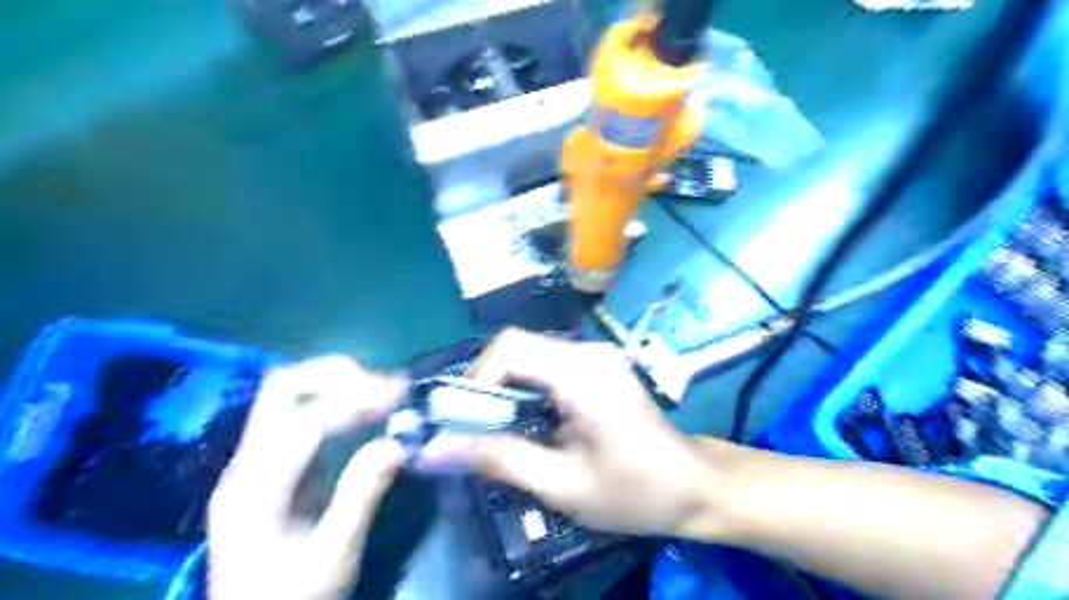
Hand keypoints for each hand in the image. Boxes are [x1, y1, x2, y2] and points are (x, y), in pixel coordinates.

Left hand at [209, 357, 409, 598]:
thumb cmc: (290, 599)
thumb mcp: (331, 558)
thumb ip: (360, 497)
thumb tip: (396, 444)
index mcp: (255, 489)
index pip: (305, 422)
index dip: (354, 400)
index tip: (400, 395)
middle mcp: (248, 463)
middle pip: (283, 388)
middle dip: (338, 376)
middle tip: (386, 387)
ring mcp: (258, 461)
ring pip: (290, 395)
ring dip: (339, 384)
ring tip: (385, 392)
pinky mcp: (274, 466)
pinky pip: (303, 415)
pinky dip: (338, 403)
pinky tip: (367, 411)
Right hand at [427, 327, 725, 538]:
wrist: (696, 486)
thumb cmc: (636, 491)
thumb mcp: (563, 485)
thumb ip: (499, 459)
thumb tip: (436, 448)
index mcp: (583, 373)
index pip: (510, 348)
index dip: (476, 380)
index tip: (466, 423)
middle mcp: (588, 352)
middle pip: (516, 346)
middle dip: (486, 386)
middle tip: (475, 430)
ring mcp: (596, 355)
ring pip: (528, 355)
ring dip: (504, 389)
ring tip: (499, 432)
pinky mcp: (598, 365)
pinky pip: (546, 365)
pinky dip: (525, 390)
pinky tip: (529, 423)